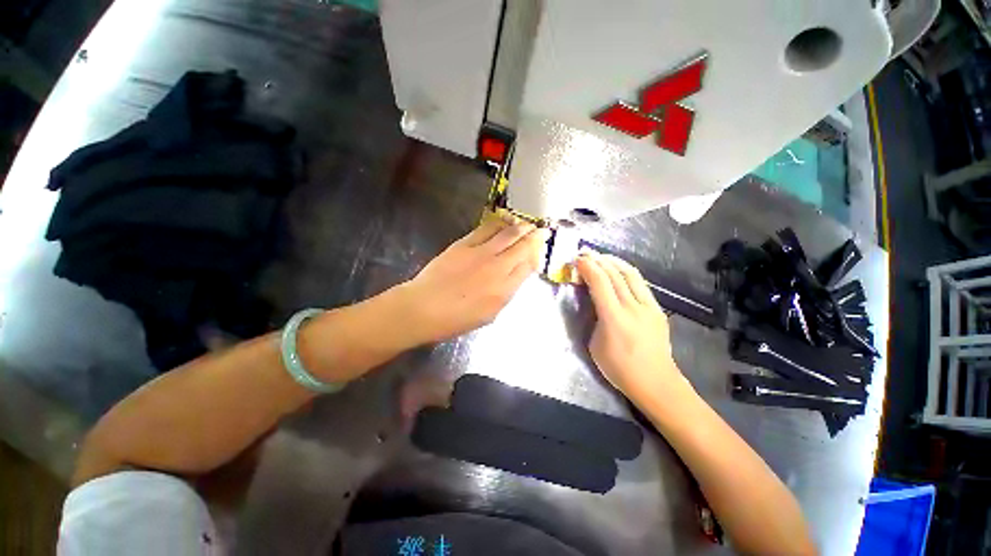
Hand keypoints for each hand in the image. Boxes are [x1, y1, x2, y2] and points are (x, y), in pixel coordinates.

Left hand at [398, 217, 549, 343]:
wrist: (423, 308)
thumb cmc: (456, 319)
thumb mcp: (489, 315)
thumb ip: (507, 293)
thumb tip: (518, 275)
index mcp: (504, 289)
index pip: (529, 265)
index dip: (537, 255)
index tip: (541, 249)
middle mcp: (496, 267)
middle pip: (522, 245)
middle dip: (535, 236)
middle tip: (542, 230)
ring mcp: (480, 252)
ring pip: (508, 233)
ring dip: (521, 226)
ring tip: (527, 223)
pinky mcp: (464, 243)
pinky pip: (487, 228)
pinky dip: (500, 223)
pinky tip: (505, 221)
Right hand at [575, 251, 687, 401]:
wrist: (656, 382)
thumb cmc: (619, 369)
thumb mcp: (595, 345)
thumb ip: (594, 318)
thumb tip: (594, 301)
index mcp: (614, 318)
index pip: (599, 282)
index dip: (587, 267)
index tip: (577, 259)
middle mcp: (633, 307)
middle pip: (614, 274)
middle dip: (597, 260)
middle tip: (584, 253)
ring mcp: (649, 307)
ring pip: (630, 274)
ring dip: (613, 262)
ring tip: (600, 257)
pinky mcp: (657, 309)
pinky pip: (640, 284)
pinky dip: (626, 272)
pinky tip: (618, 271)